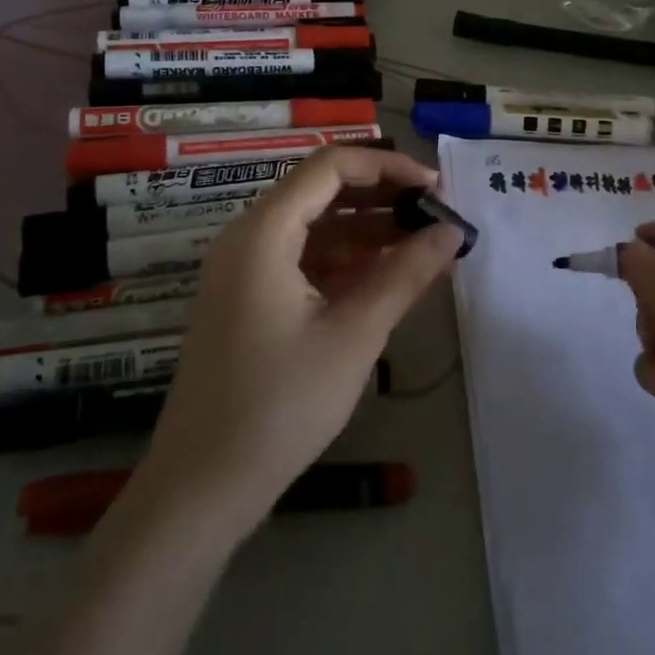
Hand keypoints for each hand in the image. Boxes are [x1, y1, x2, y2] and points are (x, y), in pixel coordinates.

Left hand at [130, 147, 464, 537]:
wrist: (202, 488)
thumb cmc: (280, 405)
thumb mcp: (354, 335)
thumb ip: (406, 275)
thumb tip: (452, 231)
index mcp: (264, 232)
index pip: (331, 166)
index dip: (388, 166)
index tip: (435, 188)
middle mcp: (249, 237)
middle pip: (322, 191)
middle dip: (383, 196)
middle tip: (437, 213)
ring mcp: (246, 269)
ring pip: (316, 226)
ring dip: (369, 229)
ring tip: (425, 243)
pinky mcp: (250, 299)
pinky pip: (305, 259)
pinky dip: (347, 260)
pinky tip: (389, 275)